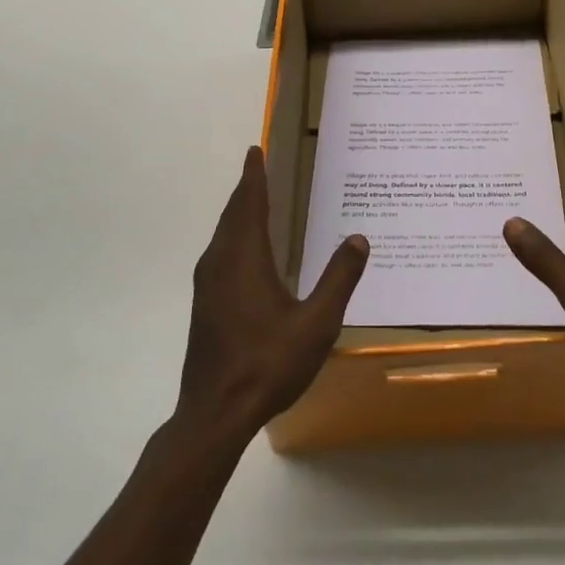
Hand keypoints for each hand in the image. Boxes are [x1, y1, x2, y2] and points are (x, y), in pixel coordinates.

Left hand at [176, 147, 367, 444]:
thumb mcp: (316, 323)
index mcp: (244, 258)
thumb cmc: (267, 364)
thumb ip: (339, 278)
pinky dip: (234, 236)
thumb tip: (359, 238)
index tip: (255, 150)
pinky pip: (220, 253)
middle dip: (246, 189)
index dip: (254, 175)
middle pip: (233, 214)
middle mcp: (221, 262)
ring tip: (254, 202)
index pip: (249, 203)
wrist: (215, 413)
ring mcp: (208, 285)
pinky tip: (246, 253)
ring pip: (223, 235)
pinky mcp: (205, 305)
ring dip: (238, 213)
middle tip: (257, 168)